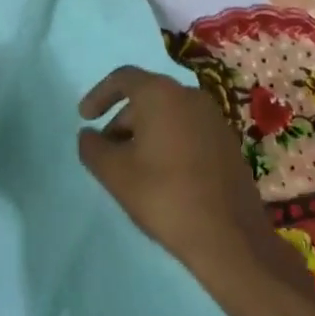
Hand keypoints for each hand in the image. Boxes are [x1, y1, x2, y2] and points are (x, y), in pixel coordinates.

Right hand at [78, 66, 306, 297]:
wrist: (230, 237)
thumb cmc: (164, 196)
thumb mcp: (113, 173)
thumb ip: (92, 147)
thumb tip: (89, 135)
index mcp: (161, 94)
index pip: (123, 78)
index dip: (99, 95)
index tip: (84, 118)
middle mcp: (190, 96)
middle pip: (146, 97)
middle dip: (121, 121)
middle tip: (107, 153)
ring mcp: (214, 119)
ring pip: (168, 115)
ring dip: (145, 134)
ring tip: (132, 168)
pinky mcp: (228, 143)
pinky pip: (188, 131)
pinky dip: (168, 143)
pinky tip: (162, 176)